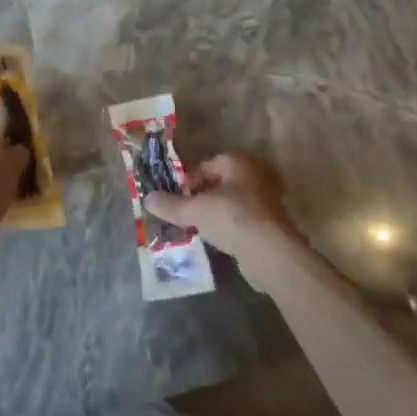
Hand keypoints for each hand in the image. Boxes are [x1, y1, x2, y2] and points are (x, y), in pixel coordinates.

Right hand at [145, 154, 300, 292]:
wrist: (269, 253)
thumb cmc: (231, 218)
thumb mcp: (194, 210)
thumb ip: (171, 205)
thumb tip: (147, 199)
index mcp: (237, 163)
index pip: (206, 165)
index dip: (188, 180)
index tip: (176, 197)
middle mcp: (253, 176)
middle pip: (219, 184)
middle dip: (200, 198)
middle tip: (183, 213)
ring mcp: (265, 201)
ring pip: (230, 204)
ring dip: (214, 214)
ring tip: (195, 229)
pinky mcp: (269, 225)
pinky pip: (241, 222)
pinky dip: (228, 228)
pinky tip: (215, 241)